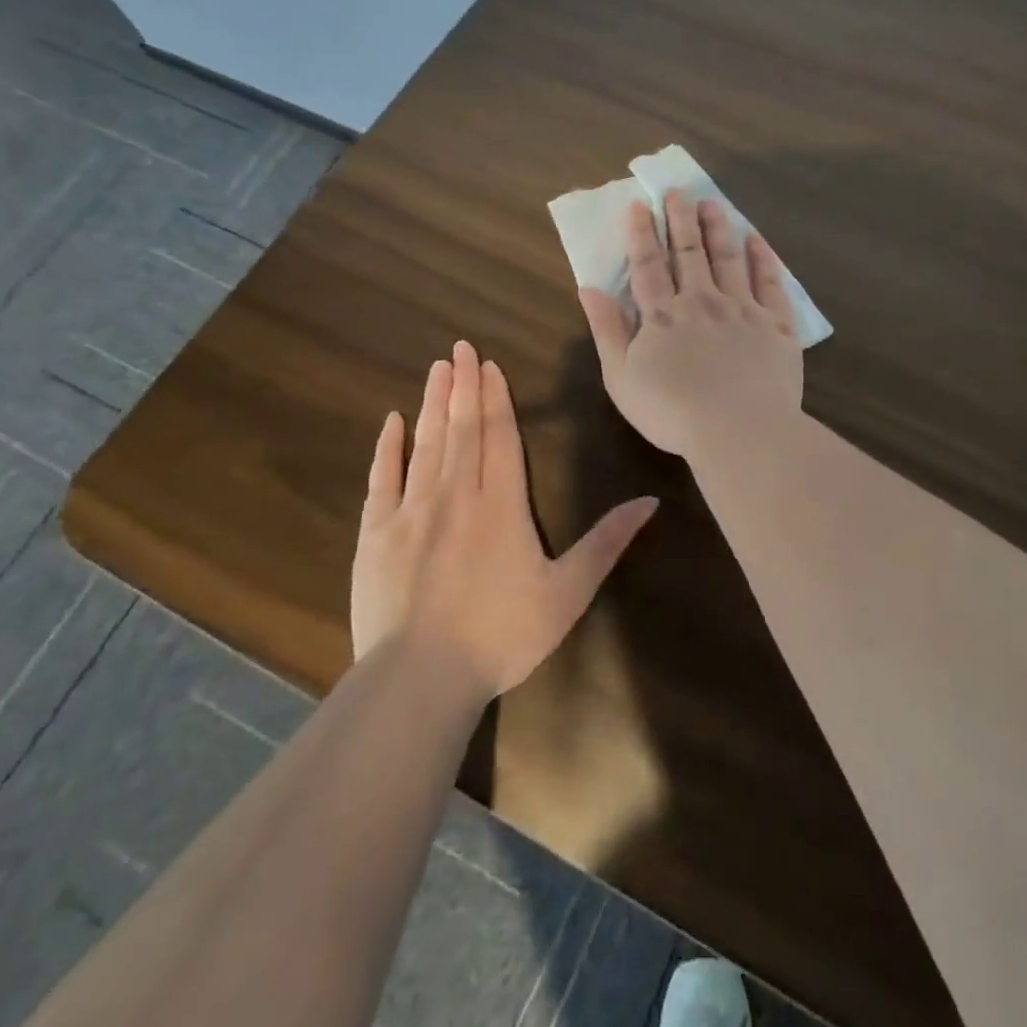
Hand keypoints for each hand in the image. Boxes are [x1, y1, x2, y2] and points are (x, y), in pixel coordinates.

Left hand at [350, 341, 657, 698]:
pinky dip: (388, 447)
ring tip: (437, 368)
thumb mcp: (569, 592)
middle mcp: (457, 494)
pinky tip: (392, 422)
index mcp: (502, 504)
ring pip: (426, 443)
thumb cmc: (502, 634)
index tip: (489, 365)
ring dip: (433, 404)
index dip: (496, 398)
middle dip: (464, 386)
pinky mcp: (377, 533)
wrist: (421, 677)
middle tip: (459, 348)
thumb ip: (607, 542)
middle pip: (462, 428)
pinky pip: (384, 478)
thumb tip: (650, 501)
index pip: (500, 436)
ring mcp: (412, 511)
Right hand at [579, 192, 803, 458]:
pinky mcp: (777, 325)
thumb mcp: (621, 377)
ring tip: (712, 203)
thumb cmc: (671, 412)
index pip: (648, 264)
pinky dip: (763, 258)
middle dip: (681, 219)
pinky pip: (771, 283)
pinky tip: (757, 240)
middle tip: (678, 191)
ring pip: (730, 258)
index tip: (639, 205)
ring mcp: (743, 310)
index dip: (642, 233)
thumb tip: (589, 288)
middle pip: (690, 252)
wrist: (739, 431)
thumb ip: (606, 330)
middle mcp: (703, 301)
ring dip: (719, 228)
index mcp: (663, 315)